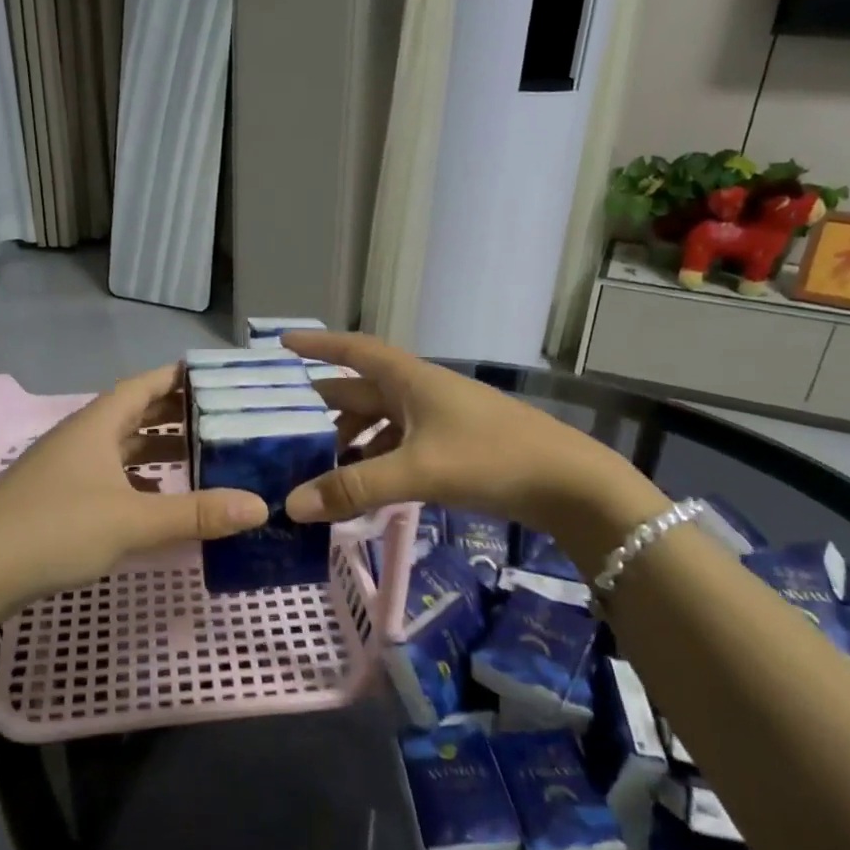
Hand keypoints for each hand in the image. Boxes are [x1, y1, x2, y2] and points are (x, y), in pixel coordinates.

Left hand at [0, 366, 267, 611]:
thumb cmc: (53, 530)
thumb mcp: (131, 521)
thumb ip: (195, 513)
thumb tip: (260, 506)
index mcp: (97, 425)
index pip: (144, 385)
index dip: (179, 377)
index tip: (218, 378)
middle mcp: (81, 439)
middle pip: (135, 415)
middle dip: (177, 416)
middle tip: (223, 421)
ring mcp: (65, 471)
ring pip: (121, 450)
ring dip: (158, 452)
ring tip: (202, 460)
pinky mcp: (57, 501)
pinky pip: (109, 478)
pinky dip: (138, 483)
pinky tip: (157, 501)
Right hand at [285, 332, 668, 566]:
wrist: (569, 483)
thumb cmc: (491, 458)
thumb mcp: (417, 471)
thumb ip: (354, 489)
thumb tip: (291, 506)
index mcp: (410, 380)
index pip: (354, 351)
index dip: (318, 345)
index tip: (281, 343)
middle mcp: (420, 393)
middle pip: (360, 392)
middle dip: (322, 409)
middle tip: (282, 429)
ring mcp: (437, 421)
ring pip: (378, 425)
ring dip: (348, 443)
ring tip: (316, 470)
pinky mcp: (451, 449)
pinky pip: (398, 449)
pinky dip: (375, 464)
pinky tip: (362, 491)